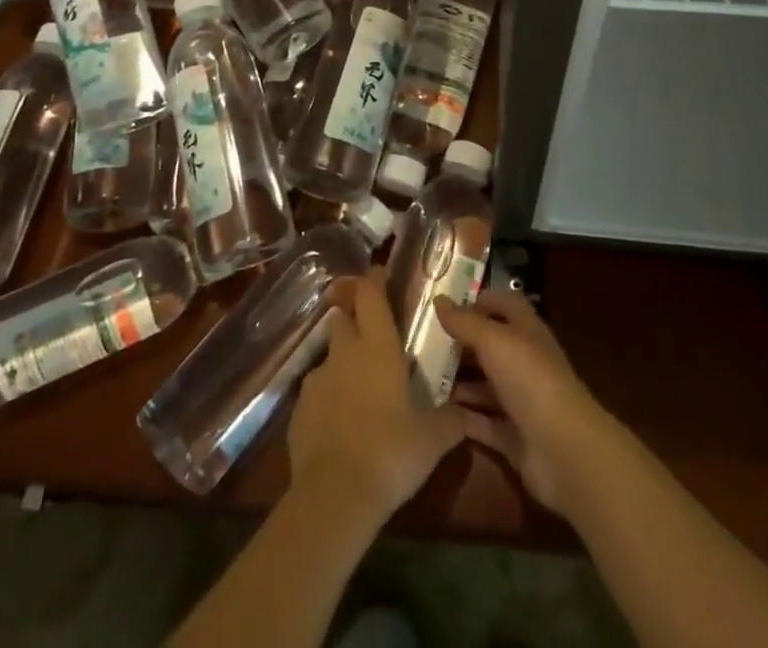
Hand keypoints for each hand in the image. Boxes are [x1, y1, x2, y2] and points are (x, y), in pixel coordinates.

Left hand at [287, 266, 466, 525]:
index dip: (374, 280)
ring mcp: (317, 379)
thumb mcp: (432, 440)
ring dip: (342, 361)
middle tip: (370, 331)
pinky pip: (316, 392)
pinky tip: (340, 422)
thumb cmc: (391, 453)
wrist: (335, 496)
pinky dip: (328, 398)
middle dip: (353, 317)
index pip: (371, 295)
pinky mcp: (298, 410)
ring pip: (329, 356)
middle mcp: (345, 353)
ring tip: (359, 385)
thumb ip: (451, 421)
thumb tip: (468, 413)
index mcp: (378, 347)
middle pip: (343, 317)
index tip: (379, 272)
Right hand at [435, 288, 610, 517]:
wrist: (564, 450)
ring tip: (424, 379)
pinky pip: (484, 423)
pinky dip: (464, 418)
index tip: (448, 307)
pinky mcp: (515, 438)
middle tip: (426, 345)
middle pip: (492, 347)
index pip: (506, 305)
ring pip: (486, 386)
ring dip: (460, 383)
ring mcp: (522, 402)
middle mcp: (526, 363)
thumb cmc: (530, 379)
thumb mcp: (494, 341)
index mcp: (527, 332)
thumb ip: (465, 322)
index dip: (481, 301)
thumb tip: (438, 300)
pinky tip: (436, 414)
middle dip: (463, 345)